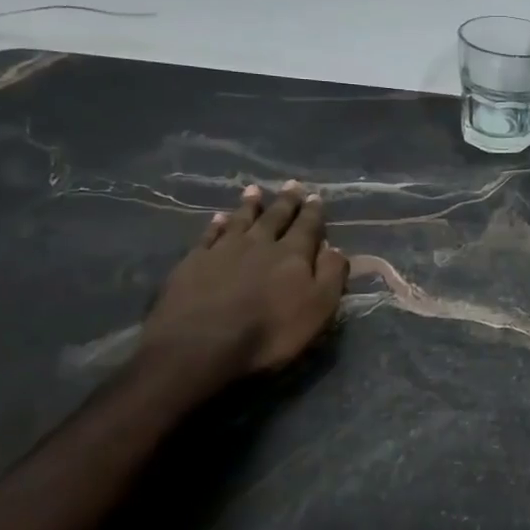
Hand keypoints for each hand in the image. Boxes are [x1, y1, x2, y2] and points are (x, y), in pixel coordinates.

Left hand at [138, 183, 348, 395]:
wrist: (201, 345)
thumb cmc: (269, 333)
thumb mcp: (317, 308)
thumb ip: (330, 275)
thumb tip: (335, 247)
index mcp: (293, 255)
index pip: (308, 227)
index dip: (313, 212)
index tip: (316, 196)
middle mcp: (260, 244)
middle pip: (275, 217)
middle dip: (286, 201)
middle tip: (292, 184)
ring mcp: (223, 250)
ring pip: (241, 220)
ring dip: (250, 205)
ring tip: (254, 190)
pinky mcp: (194, 262)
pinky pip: (209, 235)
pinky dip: (216, 224)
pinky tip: (218, 218)